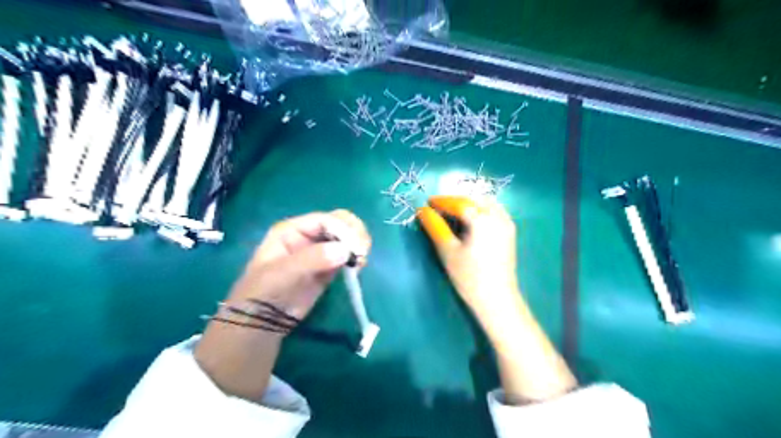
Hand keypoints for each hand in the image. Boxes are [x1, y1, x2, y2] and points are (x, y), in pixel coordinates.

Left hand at [232, 211, 370, 319]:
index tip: (355, 246)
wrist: (263, 322)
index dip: (342, 229)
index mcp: (293, 229)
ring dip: (358, 245)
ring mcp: (321, 251)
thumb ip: (312, 259)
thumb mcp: (283, 272)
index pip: (325, 220)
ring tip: (360, 261)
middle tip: (361, 251)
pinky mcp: (330, 267)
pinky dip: (356, 258)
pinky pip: (347, 255)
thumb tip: (345, 251)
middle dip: (354, 234)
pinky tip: (359, 267)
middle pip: (340, 224)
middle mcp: (309, 235)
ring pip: (347, 238)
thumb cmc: (264, 291)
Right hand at [418, 195, 575, 403]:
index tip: (427, 202)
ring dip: (468, 203)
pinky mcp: (510, 232)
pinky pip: (494, 211)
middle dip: (455, 200)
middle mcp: (497, 216)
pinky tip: (471, 219)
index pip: (459, 203)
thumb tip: (422, 210)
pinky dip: (480, 209)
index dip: (442, 201)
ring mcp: (506, 223)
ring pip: (485, 203)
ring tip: (452, 212)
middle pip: (473, 199)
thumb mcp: (447, 250)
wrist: (497, 299)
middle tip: (438, 207)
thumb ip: (435, 227)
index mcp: (482, 219)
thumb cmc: (469, 277)